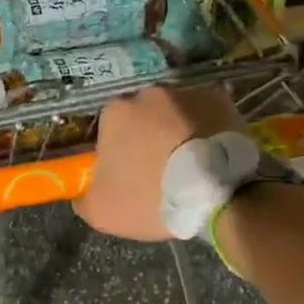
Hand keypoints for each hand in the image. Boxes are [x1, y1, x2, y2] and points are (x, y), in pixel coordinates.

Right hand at [76, 86, 244, 241]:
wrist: (218, 195)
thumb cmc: (153, 198)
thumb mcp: (103, 211)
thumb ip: (84, 197)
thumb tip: (83, 189)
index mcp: (115, 112)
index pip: (110, 128)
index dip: (119, 151)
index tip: (132, 173)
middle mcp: (148, 93)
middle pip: (143, 114)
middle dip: (149, 135)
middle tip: (161, 167)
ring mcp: (186, 92)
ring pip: (174, 111)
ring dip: (177, 128)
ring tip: (191, 161)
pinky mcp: (219, 100)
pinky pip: (206, 111)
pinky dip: (205, 126)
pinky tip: (211, 151)